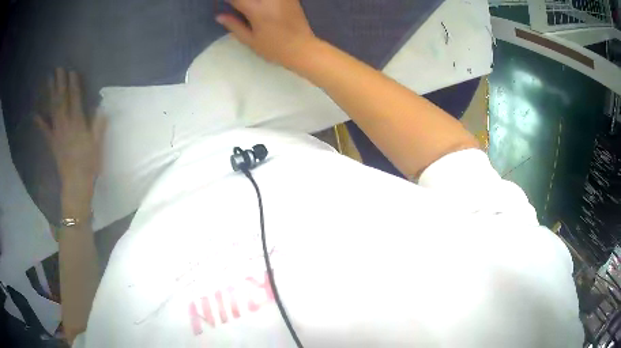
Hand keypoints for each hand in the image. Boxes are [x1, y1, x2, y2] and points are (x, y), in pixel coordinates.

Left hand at [35, 68, 105, 207]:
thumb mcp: (97, 145)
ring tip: (49, 79)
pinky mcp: (51, 142)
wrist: (75, 183)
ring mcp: (56, 132)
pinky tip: (35, 114)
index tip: (72, 71)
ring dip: (50, 93)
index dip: (73, 85)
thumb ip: (98, 125)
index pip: (75, 99)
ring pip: (52, 109)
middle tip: (58, 68)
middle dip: (60, 83)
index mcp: (77, 123)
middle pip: (61, 100)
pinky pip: (44, 130)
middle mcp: (65, 124)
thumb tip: (101, 108)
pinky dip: (39, 121)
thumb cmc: (88, 164)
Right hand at [217, 0, 318, 69]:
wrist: (302, 48)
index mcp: (256, 9)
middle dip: (241, 0)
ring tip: (249, 7)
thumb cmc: (273, 48)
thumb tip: (219, 16)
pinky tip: (263, 6)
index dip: (227, 0)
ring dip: (253, 1)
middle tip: (238, 6)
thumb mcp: (250, 40)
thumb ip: (233, 25)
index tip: (225, 4)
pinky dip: (265, 1)